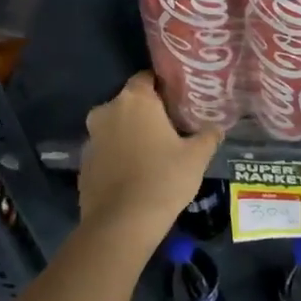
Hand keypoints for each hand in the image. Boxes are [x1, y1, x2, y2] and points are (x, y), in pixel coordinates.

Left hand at [79, 72, 220, 247]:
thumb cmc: (164, 179)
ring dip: (132, 134)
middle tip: (172, 127)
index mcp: (135, 100)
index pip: (147, 77)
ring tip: (156, 152)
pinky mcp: (84, 163)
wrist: (122, 223)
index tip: (180, 100)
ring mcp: (91, 138)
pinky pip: (107, 150)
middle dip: (148, 112)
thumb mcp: (197, 156)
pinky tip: (137, 173)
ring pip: (116, 127)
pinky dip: (120, 155)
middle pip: (130, 103)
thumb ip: (208, 135)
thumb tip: (216, 127)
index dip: (164, 87)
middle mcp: (107, 111)